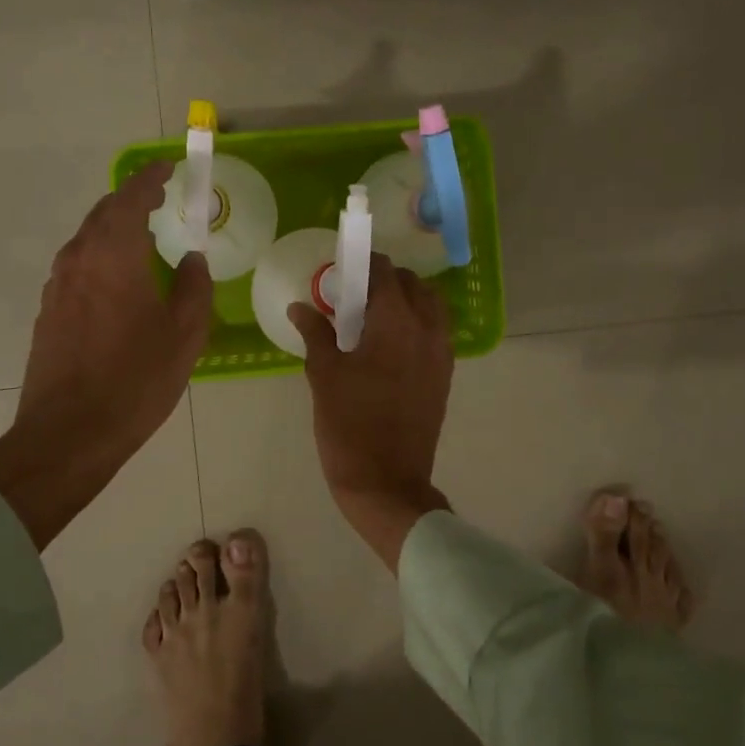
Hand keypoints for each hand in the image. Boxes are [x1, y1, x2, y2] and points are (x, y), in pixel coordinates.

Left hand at [0, 162, 210, 548]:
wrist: (68, 434)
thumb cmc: (135, 380)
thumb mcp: (185, 334)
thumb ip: (194, 287)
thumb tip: (192, 260)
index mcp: (114, 255)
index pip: (130, 198)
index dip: (151, 178)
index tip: (168, 167)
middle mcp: (79, 259)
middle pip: (104, 213)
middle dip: (132, 199)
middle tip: (160, 197)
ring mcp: (57, 285)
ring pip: (87, 238)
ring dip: (115, 227)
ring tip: (143, 234)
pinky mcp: (48, 310)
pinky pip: (78, 264)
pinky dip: (101, 254)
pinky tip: (119, 276)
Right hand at [289, 253, 453, 570]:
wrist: (387, 482)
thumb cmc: (349, 425)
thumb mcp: (324, 375)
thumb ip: (315, 333)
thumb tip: (300, 306)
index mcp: (396, 323)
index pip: (386, 273)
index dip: (365, 262)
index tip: (343, 266)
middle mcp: (427, 330)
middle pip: (413, 285)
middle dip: (386, 280)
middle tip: (354, 294)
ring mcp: (441, 354)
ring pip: (431, 307)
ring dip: (406, 300)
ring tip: (373, 317)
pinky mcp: (444, 376)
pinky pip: (436, 332)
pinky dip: (417, 323)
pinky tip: (388, 344)